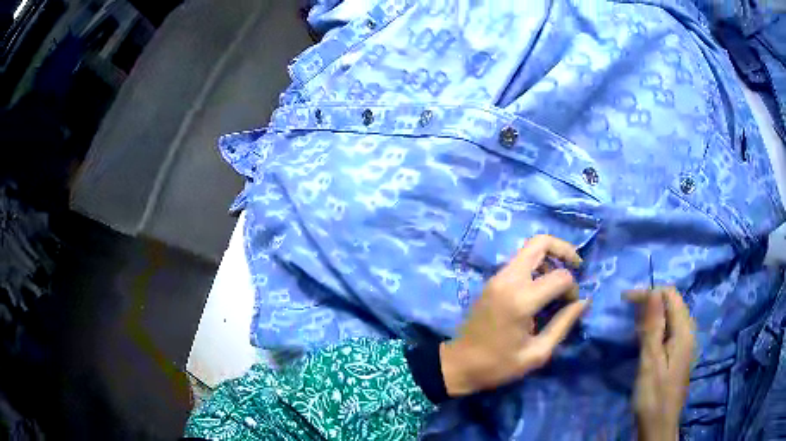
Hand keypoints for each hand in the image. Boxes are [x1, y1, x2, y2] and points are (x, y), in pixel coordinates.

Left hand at [440, 235, 589, 396]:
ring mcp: (497, 278)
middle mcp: (508, 279)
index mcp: (521, 299)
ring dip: (550, 258)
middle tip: (577, 267)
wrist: (458, 365)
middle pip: (540, 242)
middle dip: (564, 250)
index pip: (560, 276)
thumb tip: (584, 301)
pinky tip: (543, 288)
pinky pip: (519, 262)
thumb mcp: (537, 353)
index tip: (571, 306)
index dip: (573, 289)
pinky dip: (537, 266)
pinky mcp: (492, 281)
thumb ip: (564, 324)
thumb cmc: (498, 365)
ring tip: (560, 284)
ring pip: (529, 249)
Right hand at [626, 288, 695, 440]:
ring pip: (670, 316)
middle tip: (626, 313)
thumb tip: (653, 292)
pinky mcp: (679, 353)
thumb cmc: (654, 396)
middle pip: (672, 303)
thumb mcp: (651, 362)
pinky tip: (644, 339)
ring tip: (632, 324)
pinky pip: (669, 330)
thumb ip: (653, 327)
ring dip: (652, 315)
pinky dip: (655, 328)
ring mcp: (685, 343)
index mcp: (684, 331)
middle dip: (650, 301)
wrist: (659, 425)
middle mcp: (688, 331)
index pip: (670, 295)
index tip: (624, 301)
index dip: (649, 292)